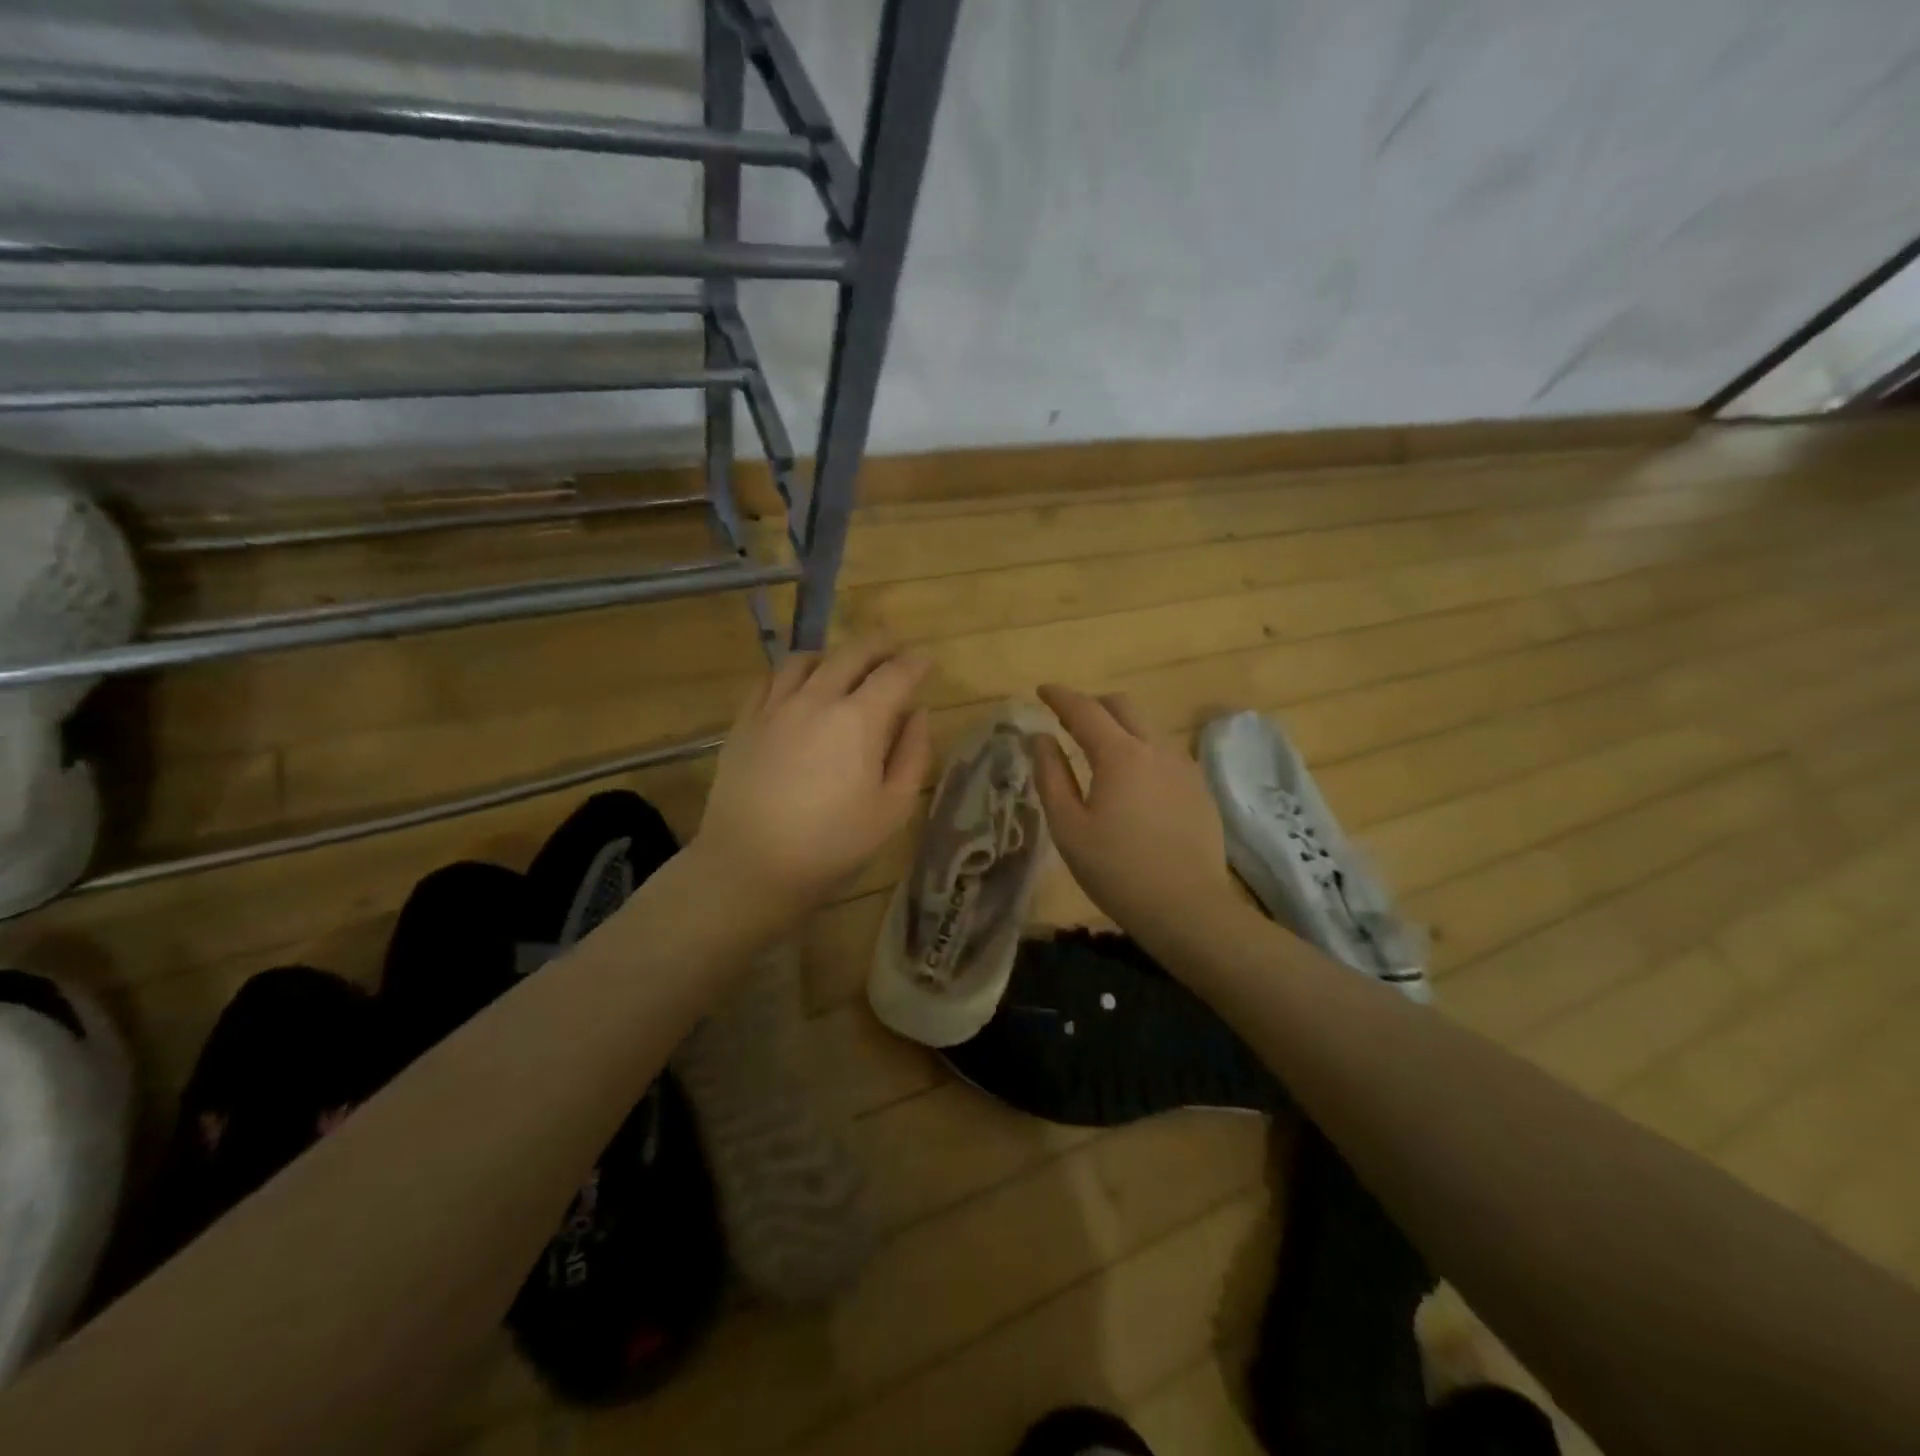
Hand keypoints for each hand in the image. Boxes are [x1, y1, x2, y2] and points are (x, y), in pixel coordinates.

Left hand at [695, 636, 931, 930]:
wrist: (751, 866)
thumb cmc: (832, 845)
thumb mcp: (892, 809)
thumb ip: (913, 755)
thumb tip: (919, 714)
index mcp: (859, 720)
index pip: (894, 674)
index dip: (915, 664)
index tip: (926, 662)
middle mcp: (816, 699)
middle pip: (851, 653)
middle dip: (878, 645)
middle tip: (893, 648)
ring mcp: (774, 707)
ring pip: (806, 659)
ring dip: (833, 655)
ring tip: (844, 666)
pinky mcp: (745, 722)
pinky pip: (769, 679)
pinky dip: (791, 673)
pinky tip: (797, 686)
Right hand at [1032, 684, 1236, 940]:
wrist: (1187, 907)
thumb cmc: (1116, 870)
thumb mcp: (1068, 827)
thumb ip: (1051, 776)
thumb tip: (1040, 739)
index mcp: (1120, 754)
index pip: (1085, 710)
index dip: (1060, 696)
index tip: (1042, 690)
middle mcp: (1156, 748)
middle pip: (1123, 706)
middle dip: (1093, 704)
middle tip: (1069, 721)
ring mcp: (1183, 766)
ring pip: (1148, 727)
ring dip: (1120, 726)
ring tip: (1100, 751)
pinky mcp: (1200, 787)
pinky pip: (1165, 752)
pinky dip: (1142, 750)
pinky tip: (1134, 780)